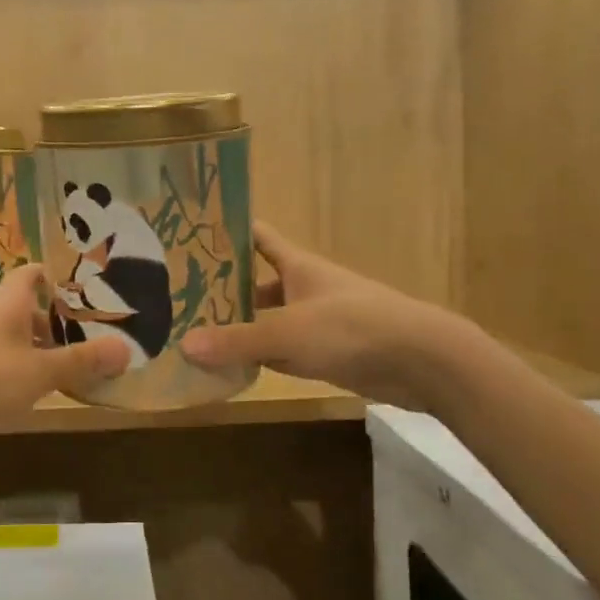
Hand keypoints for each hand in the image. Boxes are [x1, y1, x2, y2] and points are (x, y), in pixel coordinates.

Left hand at [0, 264, 130, 466]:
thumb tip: (126, 349)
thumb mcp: (40, 372)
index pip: (31, 274)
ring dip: (44, 352)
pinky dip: (26, 376)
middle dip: (60, 322)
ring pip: (18, 342)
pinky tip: (42, 395)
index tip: (86, 291)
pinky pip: (5, 369)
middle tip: (94, 336)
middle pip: (28, 310)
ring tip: (78, 368)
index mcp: (8, 307)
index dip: (56, 276)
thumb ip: (82, 361)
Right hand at [179, 223, 459, 406]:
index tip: (191, 234)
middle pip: (256, 283)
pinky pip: (282, 352)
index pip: (257, 237)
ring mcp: (316, 322)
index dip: (228, 232)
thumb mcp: (287, 332)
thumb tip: (184, 346)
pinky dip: (259, 358)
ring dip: (239, 327)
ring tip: (194, 334)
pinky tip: (230, 368)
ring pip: (267, 320)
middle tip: (178, 298)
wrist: (422, 360)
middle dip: (222, 289)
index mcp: (297, 265)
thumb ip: (237, 340)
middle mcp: (304, 288)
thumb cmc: (352, 328)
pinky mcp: (326, 353)